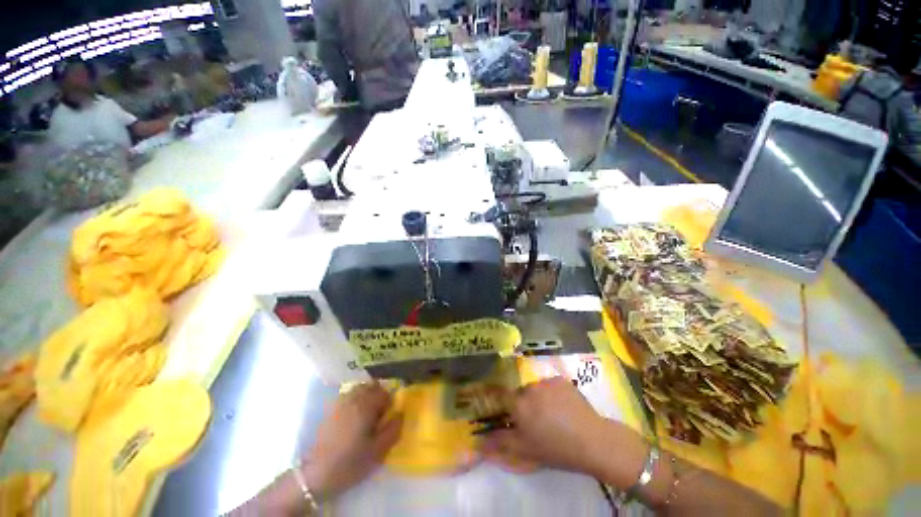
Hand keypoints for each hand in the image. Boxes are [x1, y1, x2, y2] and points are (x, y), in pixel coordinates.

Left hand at [301, 383, 401, 499]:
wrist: (318, 473)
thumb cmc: (352, 462)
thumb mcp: (379, 450)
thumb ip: (394, 428)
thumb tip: (400, 413)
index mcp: (367, 405)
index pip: (385, 393)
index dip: (389, 404)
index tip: (386, 419)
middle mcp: (354, 398)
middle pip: (372, 386)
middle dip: (378, 396)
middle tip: (378, 415)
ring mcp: (341, 402)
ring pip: (359, 389)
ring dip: (367, 396)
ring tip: (366, 415)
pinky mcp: (331, 409)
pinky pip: (348, 395)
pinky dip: (355, 400)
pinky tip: (353, 417)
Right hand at [481, 377, 614, 476]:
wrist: (592, 441)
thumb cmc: (556, 448)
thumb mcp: (526, 450)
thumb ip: (501, 443)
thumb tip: (478, 441)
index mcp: (519, 404)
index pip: (501, 394)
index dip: (500, 399)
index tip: (505, 408)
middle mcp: (529, 388)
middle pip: (520, 392)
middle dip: (524, 403)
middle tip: (536, 420)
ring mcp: (546, 381)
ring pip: (535, 388)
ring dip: (538, 397)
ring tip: (553, 414)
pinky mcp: (560, 380)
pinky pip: (550, 384)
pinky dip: (552, 393)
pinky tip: (563, 407)